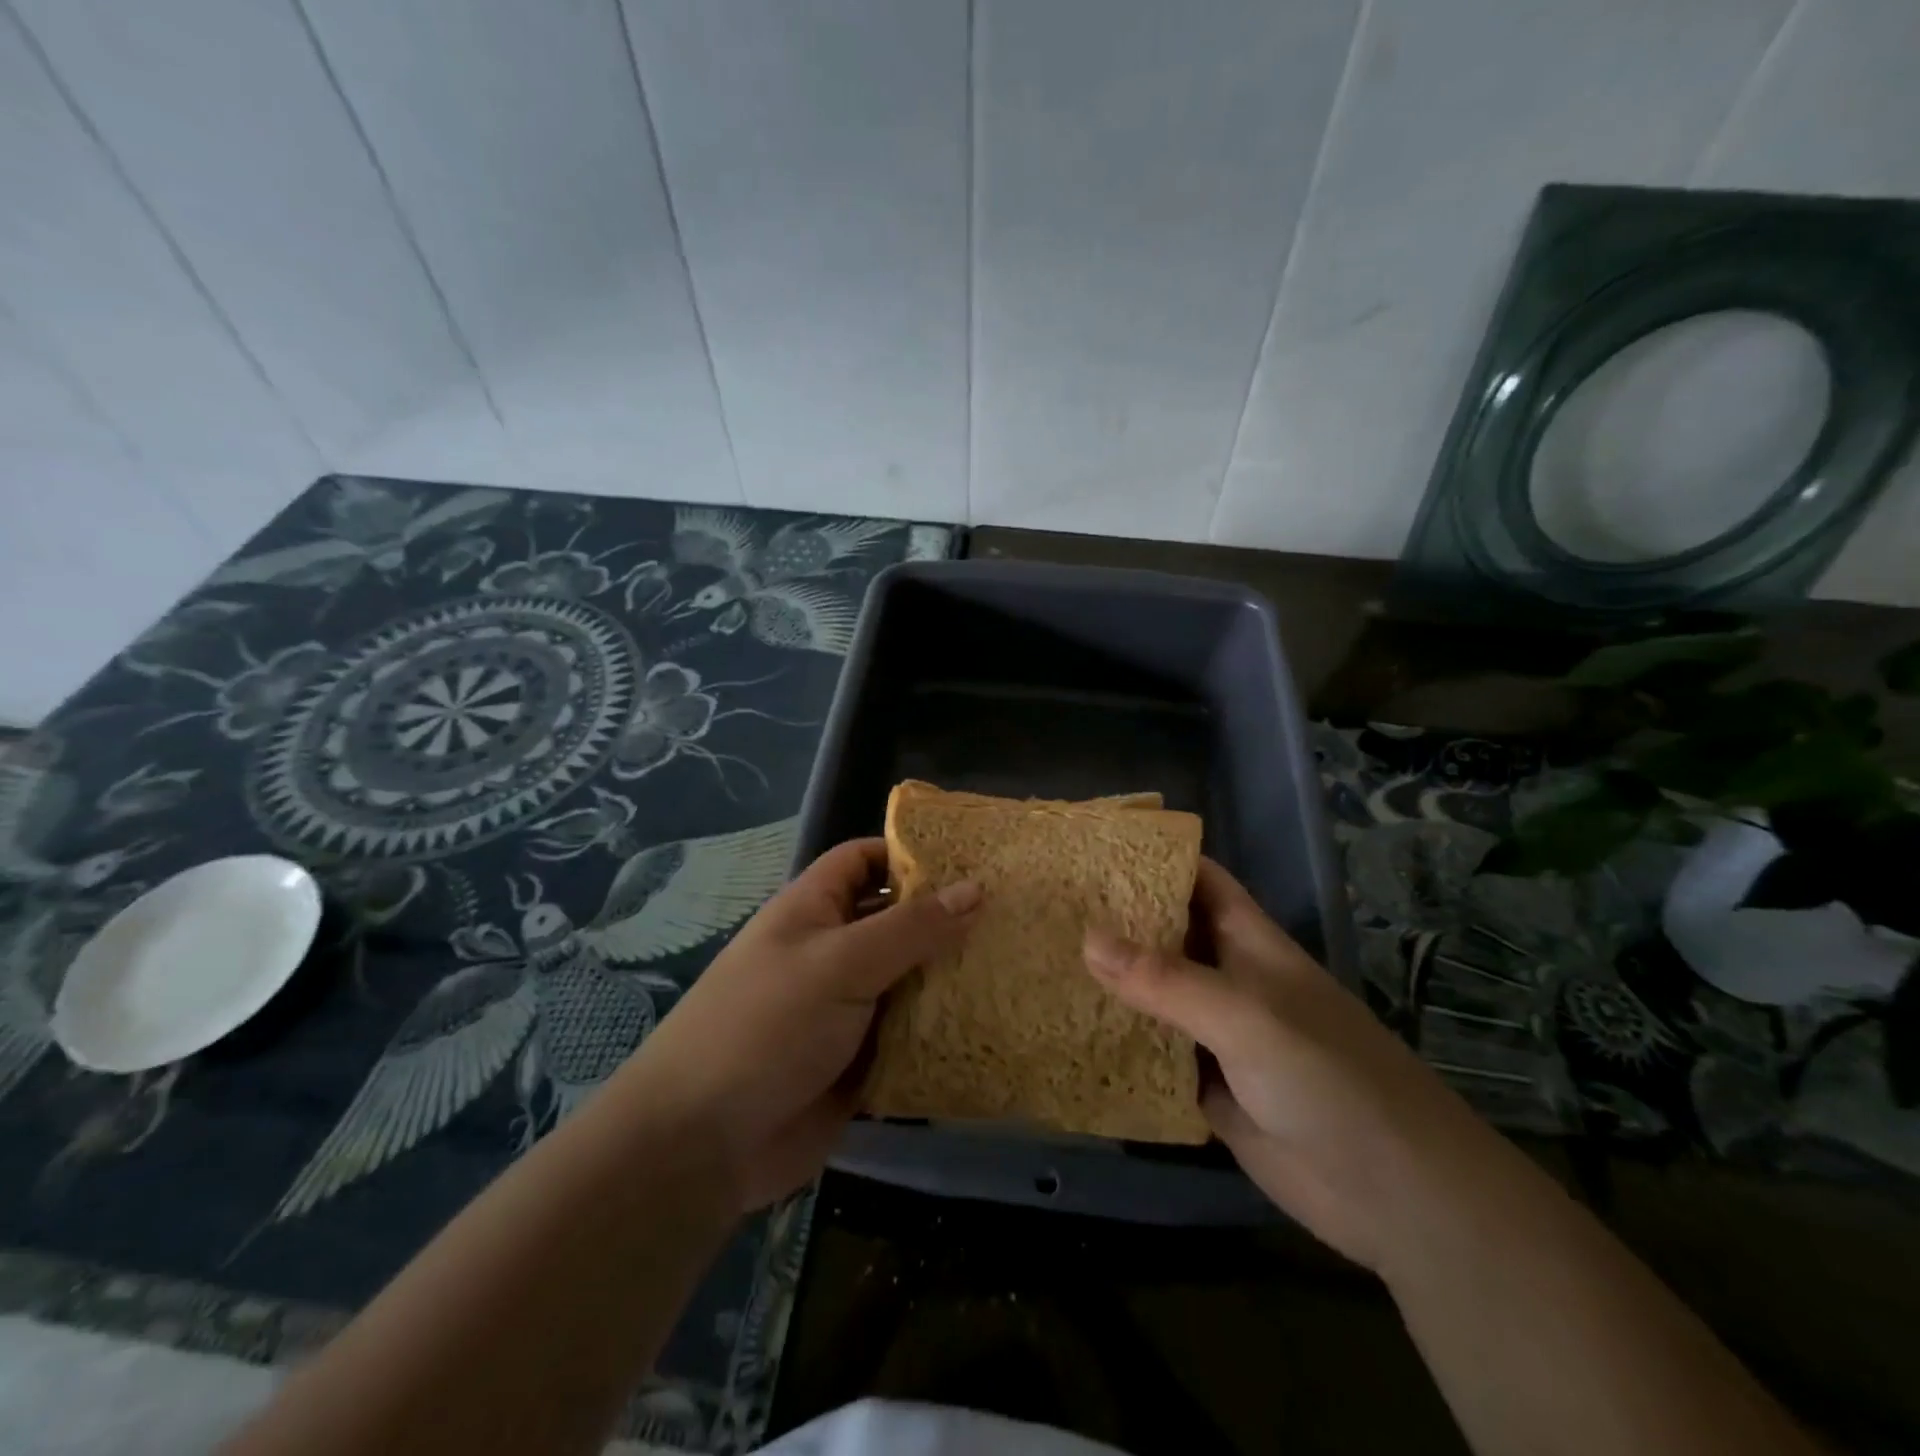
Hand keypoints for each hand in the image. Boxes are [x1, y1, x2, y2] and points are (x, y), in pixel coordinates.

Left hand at [622, 838, 980, 1210]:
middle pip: (897, 921)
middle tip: (1016, 915)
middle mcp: (833, 951)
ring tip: (1020, 965)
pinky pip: (910, 1035)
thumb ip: (911, 928)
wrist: (704, 1144)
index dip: (910, 854)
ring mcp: (847, 1008)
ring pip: (910, 981)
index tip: (972, 860)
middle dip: (946, 920)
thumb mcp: (841, 963)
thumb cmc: (767, 1025)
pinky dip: (942, 1031)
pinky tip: (994, 1025)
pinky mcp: (861, 1060)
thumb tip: (976, 887)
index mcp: (814, 910)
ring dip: (951, 979)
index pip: (864, 860)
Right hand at [1083, 858, 1505, 1271]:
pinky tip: (1072, 1037)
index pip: (1197, 880)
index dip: (1152, 859)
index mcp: (1247, 942)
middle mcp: (1229, 980)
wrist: (1396, 1195)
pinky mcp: (1210, 1090)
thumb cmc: (1328, 1078)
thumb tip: (1085, 937)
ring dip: (1112, 986)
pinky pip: (1155, 1056)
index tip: (1091, 851)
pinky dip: (1121, 1046)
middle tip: (1047, 908)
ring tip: (1044, 964)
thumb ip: (1166, 980)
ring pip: (1156, 998)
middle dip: (1116, 922)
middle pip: (1167, 936)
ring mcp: (1219, 1036)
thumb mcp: (1246, 1016)